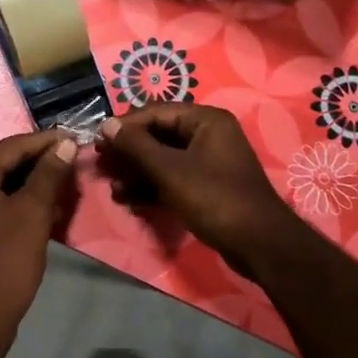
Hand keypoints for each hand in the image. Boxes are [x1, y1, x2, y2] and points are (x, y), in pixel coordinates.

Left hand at [0, 131, 76, 329]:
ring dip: (27, 180)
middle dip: (36, 160)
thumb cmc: (9, 256)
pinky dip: (15, 198)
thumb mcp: (34, 210)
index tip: (71, 138)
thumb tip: (65, 144)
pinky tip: (40, 203)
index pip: (10, 147)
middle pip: (1, 163)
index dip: (43, 141)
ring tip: (59, 178)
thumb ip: (49, 172)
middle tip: (68, 157)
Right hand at [96, 105, 292, 267]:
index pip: (156, 112)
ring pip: (164, 159)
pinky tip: (129, 199)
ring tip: (113, 188)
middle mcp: (208, 134)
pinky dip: (152, 186)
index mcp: (205, 120)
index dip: (125, 126)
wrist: (259, 244)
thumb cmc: (214, 198)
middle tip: (101, 165)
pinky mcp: (207, 186)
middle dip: (129, 152)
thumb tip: (107, 125)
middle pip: (158, 135)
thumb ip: (136, 146)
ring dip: (137, 172)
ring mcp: (209, 161)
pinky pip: (173, 178)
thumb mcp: (170, 170)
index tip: (97, 141)